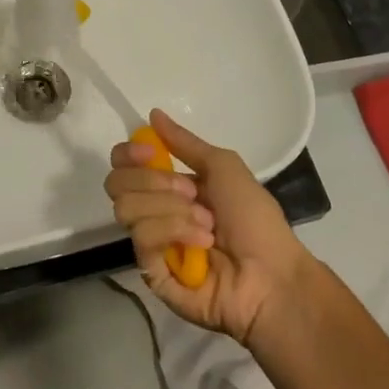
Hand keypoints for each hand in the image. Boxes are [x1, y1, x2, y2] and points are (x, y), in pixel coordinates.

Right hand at [105, 109, 313, 344]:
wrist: (271, 273)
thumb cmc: (254, 218)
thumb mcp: (224, 167)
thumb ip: (185, 143)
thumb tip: (153, 114)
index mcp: (168, 187)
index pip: (124, 165)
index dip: (130, 154)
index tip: (152, 152)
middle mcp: (154, 213)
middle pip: (117, 184)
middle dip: (154, 181)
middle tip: (191, 192)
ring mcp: (151, 245)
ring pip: (127, 209)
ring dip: (172, 210)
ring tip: (207, 224)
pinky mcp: (151, 274)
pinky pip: (143, 240)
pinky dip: (175, 233)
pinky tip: (202, 244)